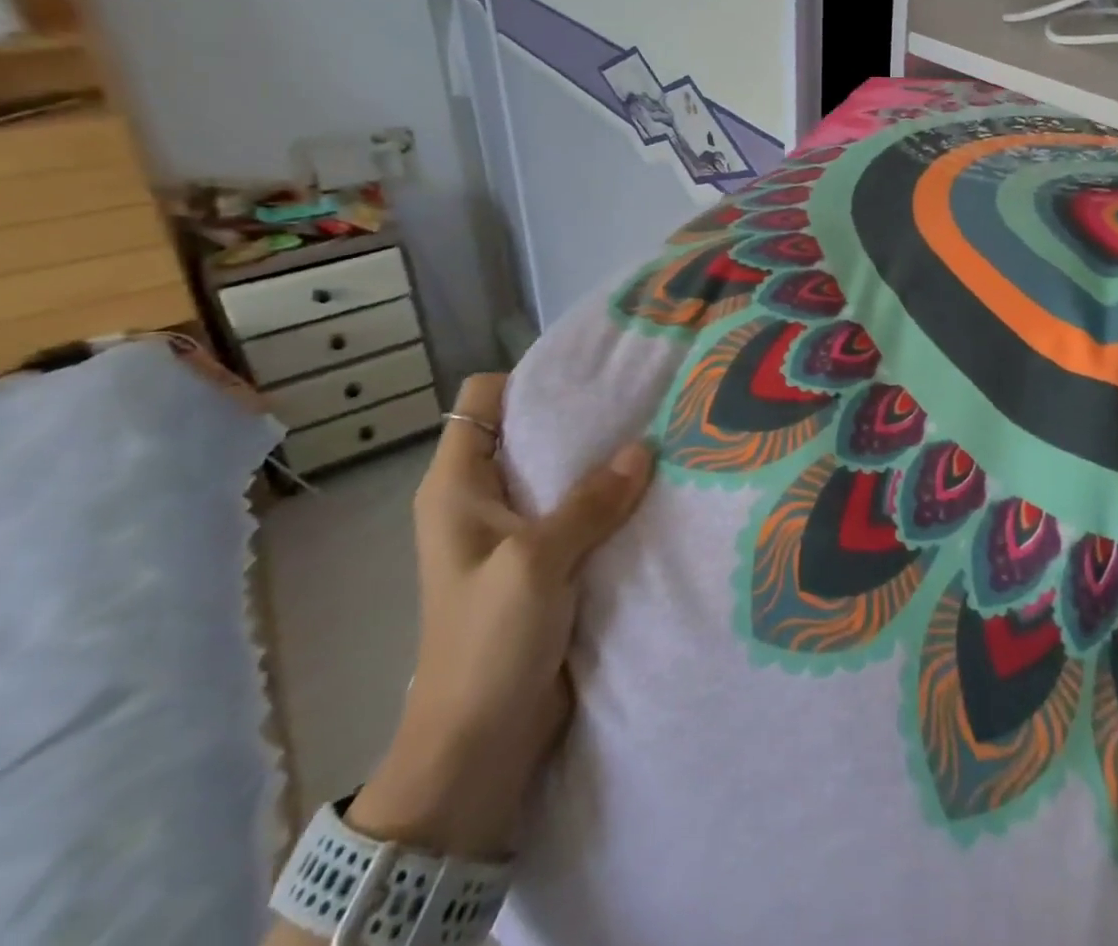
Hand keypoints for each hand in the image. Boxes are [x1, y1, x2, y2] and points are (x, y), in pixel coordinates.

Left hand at [346, 373, 654, 860]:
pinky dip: (611, 500)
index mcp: (458, 486)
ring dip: (603, 462)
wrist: (478, 747)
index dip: (530, 378)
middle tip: (643, 398)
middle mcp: (484, 499)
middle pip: (530, 431)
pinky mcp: (546, 563)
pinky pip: (580, 513)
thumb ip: (590, 502)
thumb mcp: (537, 562)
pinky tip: (654, 490)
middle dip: (583, 416)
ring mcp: (516, 533)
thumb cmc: (488, 644)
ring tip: (659, 437)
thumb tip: (644, 448)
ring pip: (562, 474)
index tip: (592, 370)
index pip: (483, 399)